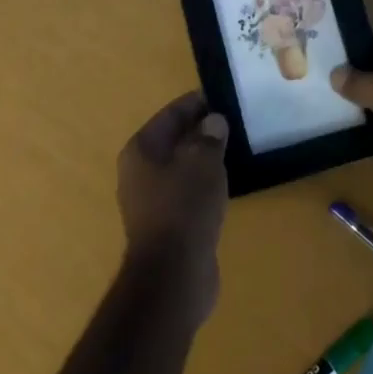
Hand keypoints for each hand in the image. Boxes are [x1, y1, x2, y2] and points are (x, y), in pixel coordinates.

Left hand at [116, 93, 229, 327]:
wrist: (174, 277)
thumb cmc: (184, 208)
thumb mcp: (203, 163)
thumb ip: (209, 137)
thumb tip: (213, 122)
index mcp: (140, 150)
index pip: (170, 115)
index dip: (196, 103)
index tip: (222, 96)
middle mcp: (139, 172)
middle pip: (174, 140)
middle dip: (201, 131)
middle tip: (233, 122)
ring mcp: (151, 201)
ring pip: (181, 168)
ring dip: (203, 159)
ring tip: (233, 149)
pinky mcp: (166, 226)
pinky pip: (187, 193)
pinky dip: (203, 185)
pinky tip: (225, 184)